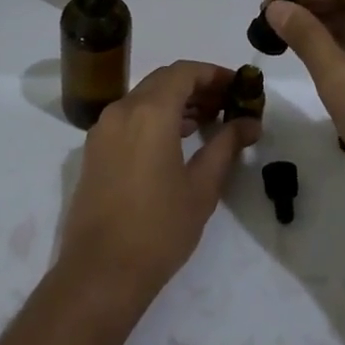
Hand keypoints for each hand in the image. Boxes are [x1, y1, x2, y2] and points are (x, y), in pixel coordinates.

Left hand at [54, 62, 258, 321]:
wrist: (100, 272)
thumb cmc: (159, 229)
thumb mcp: (202, 187)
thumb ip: (226, 145)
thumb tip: (249, 122)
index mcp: (149, 112)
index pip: (184, 72)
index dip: (214, 73)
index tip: (239, 85)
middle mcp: (121, 110)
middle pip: (163, 80)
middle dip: (197, 86)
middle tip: (227, 103)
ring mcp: (103, 130)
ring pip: (144, 97)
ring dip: (175, 101)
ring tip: (208, 121)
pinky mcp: (94, 150)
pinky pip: (128, 117)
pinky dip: (154, 116)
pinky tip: (176, 139)